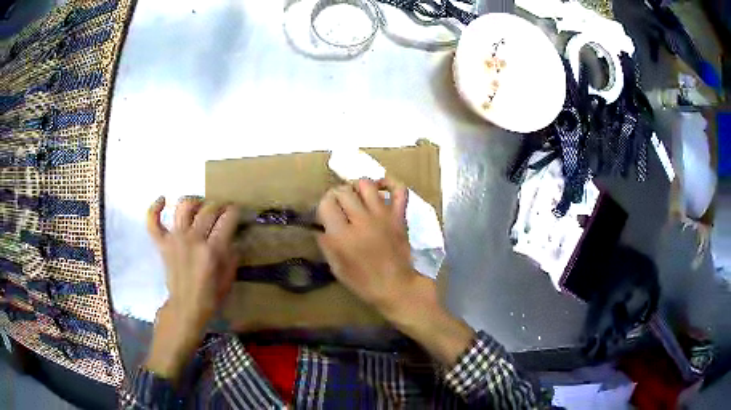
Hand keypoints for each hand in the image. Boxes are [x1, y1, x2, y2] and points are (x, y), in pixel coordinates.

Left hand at [144, 196, 238, 380]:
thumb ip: (233, 253)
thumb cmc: (210, 296)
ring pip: (183, 207)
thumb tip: (233, 236)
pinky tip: (162, 200)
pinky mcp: (162, 244)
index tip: (236, 213)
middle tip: (222, 211)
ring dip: (194, 201)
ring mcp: (175, 239)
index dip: (235, 212)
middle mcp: (193, 239)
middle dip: (219, 206)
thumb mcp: (229, 277)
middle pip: (208, 209)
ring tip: (200, 206)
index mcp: (212, 250)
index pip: (227, 219)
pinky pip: (153, 222)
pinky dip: (155, 208)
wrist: (186, 308)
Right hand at [316, 178, 435, 314]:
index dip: (322, 206)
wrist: (397, 288)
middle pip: (343, 191)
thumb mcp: (337, 268)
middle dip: (336, 195)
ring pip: (366, 184)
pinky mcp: (399, 216)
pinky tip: (381, 187)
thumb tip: (320, 226)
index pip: (326, 203)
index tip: (325, 214)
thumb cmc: (364, 283)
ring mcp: (383, 216)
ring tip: (356, 196)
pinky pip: (398, 190)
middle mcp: (361, 220)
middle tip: (338, 206)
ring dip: (356, 187)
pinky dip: (390, 183)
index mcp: (343, 236)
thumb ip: (326, 244)